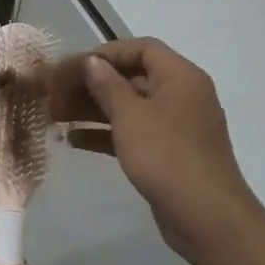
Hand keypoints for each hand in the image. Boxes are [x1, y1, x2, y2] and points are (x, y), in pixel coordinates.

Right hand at [47, 39, 261, 259]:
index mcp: (180, 77)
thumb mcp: (130, 117)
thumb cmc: (166, 157)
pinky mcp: (169, 152)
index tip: (75, 66)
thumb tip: (92, 62)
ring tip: (59, 116)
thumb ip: (108, 86)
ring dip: (96, 110)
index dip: (107, 53)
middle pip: (134, 77)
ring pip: (131, 107)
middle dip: (95, 84)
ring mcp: (177, 126)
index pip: (142, 48)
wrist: (206, 217)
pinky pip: (135, 132)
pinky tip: (75, 140)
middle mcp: (182, 95)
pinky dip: (107, 133)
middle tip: (59, 93)